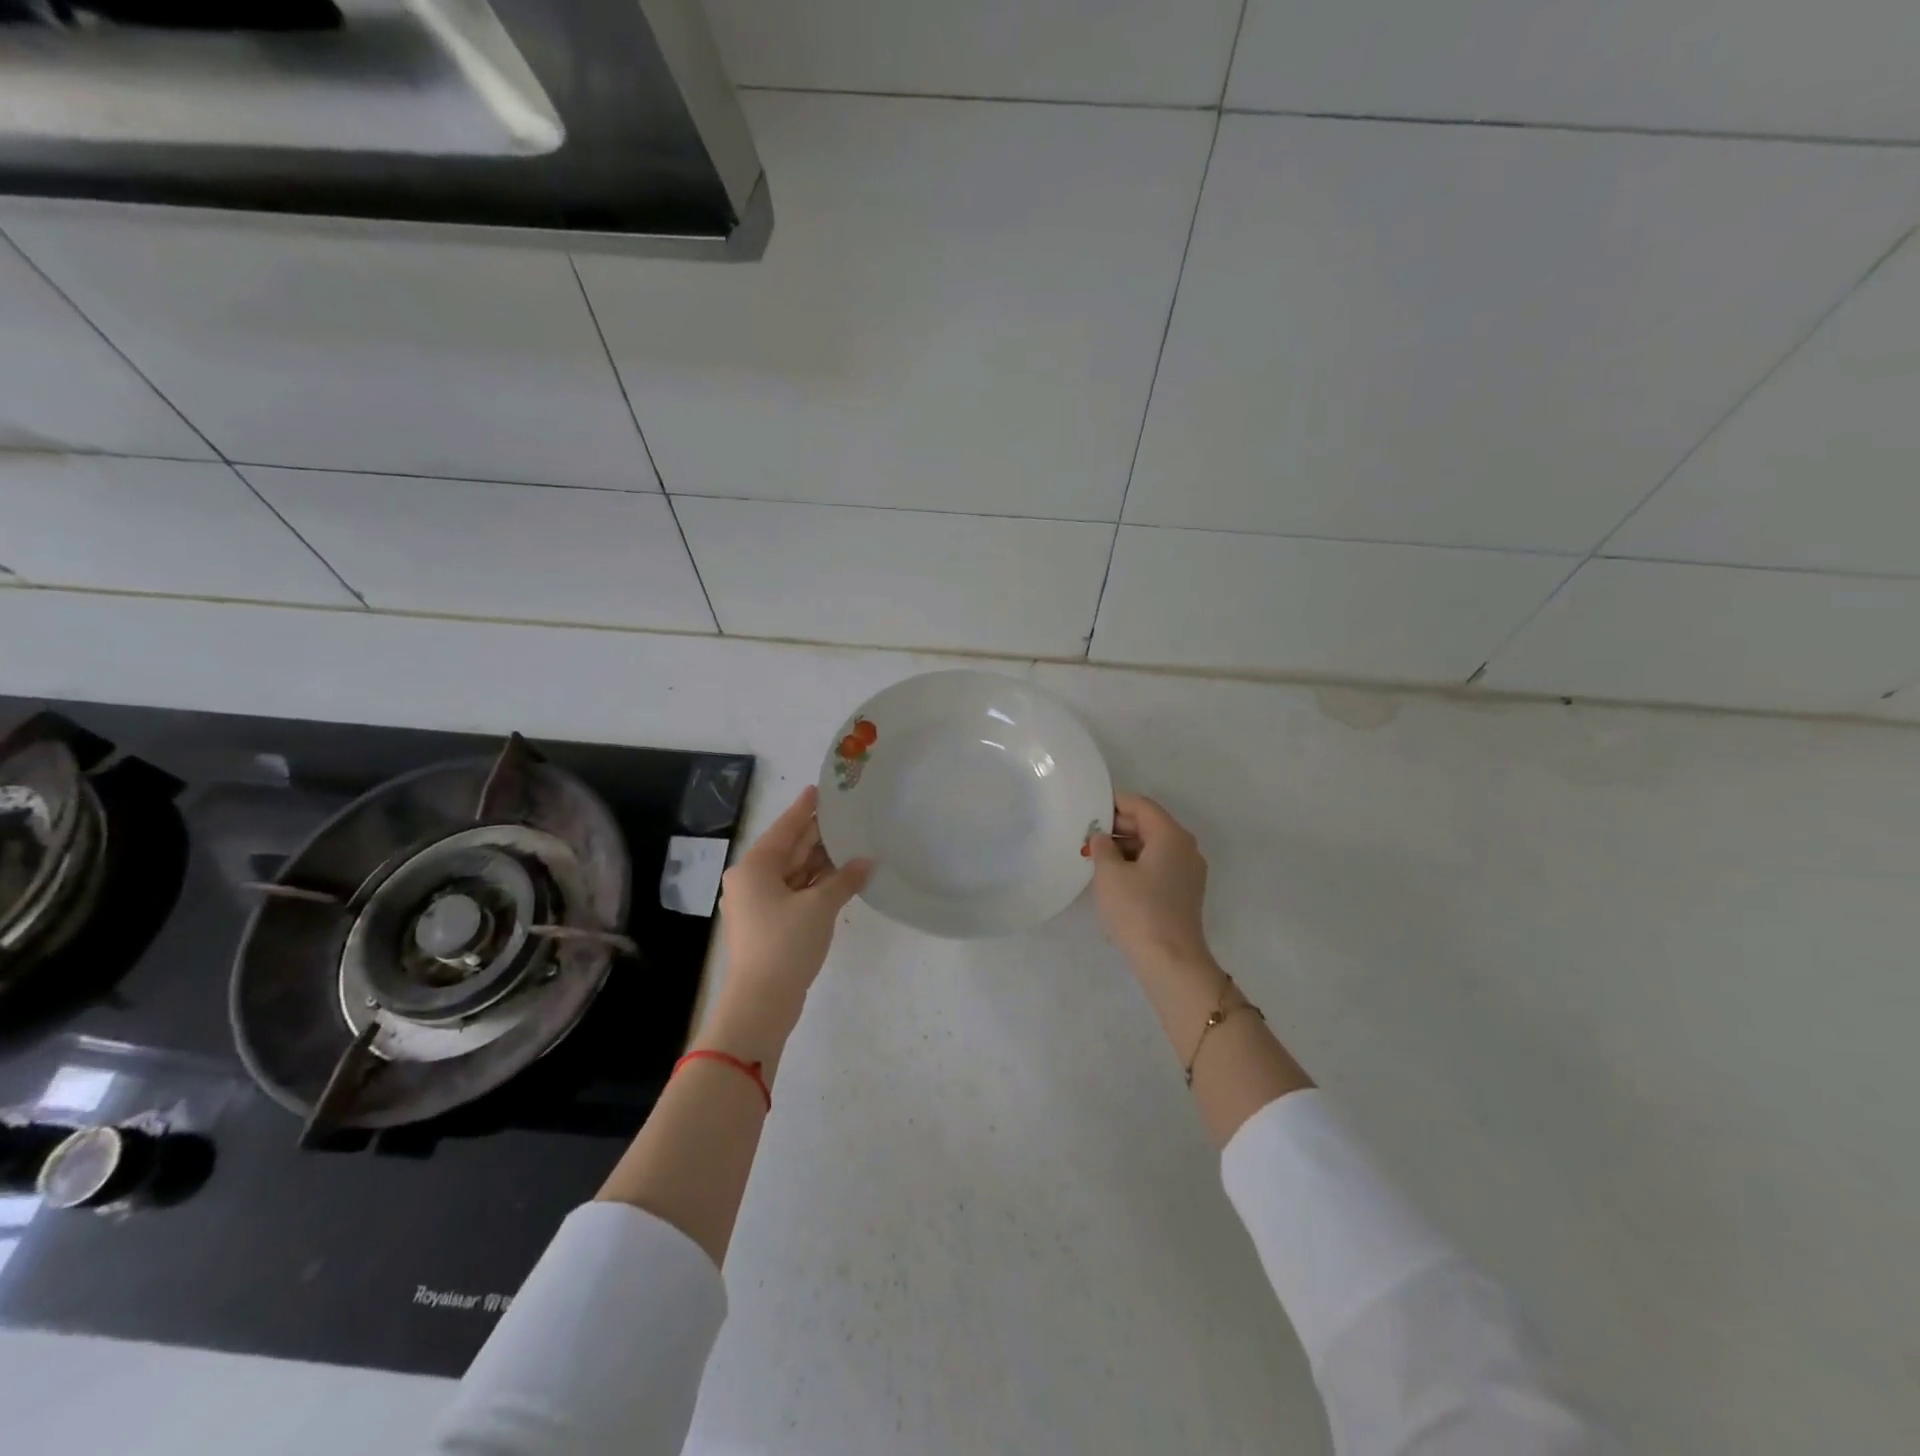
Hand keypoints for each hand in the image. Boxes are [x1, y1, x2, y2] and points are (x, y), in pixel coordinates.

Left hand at [717, 785, 870, 1008]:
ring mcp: (758, 904)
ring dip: (820, 862)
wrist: (762, 1002)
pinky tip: (841, 877)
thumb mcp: (819, 907)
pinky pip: (795, 892)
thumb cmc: (785, 943)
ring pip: (793, 872)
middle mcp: (751, 880)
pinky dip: (816, 885)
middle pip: (789, 849)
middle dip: (817, 835)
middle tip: (846, 816)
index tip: (819, 790)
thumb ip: (844, 880)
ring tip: (851, 843)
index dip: (804, 809)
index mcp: (754, 868)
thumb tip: (866, 862)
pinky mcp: (769, 925)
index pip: (784, 828)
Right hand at [1085, 793, 1213, 973]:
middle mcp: (1185, 847)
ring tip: (1096, 857)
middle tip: (1087, 834)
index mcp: (1171, 835)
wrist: (1171, 961)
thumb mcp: (1109, 874)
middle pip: (1149, 824)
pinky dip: (1137, 864)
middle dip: (1118, 826)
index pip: (1141, 805)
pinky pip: (1159, 865)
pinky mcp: (1185, 892)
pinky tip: (1114, 877)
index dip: (1114, 802)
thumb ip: (1102, 846)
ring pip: (1153, 846)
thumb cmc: (1138, 910)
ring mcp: (1189, 871)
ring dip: (1125, 847)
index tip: (1088, 807)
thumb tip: (1102, 837)